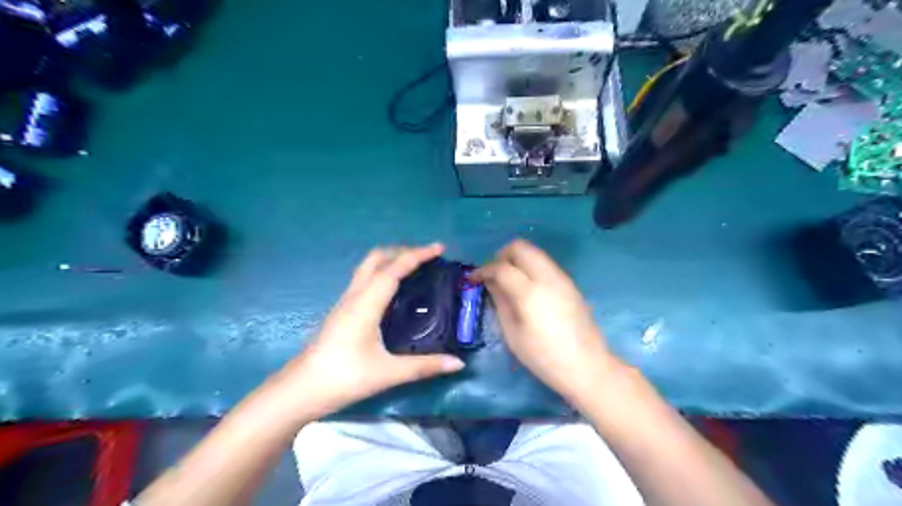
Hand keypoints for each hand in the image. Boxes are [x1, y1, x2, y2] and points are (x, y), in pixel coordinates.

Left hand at [281, 245, 464, 419]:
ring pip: (367, 267)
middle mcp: (354, 296)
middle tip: (427, 258)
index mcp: (366, 304)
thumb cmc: (344, 378)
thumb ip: (425, 366)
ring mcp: (345, 302)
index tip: (438, 248)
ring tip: (414, 269)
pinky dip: (382, 273)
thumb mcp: (388, 373)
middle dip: (402, 251)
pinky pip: (364, 280)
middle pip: (376, 258)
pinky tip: (393, 291)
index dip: (417, 255)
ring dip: (391, 260)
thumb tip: (458, 363)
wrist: (300, 390)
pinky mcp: (341, 310)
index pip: (394, 269)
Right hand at [475, 239, 617, 405]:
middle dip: (501, 255)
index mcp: (530, 293)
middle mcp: (548, 277)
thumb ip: (500, 302)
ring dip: (517, 259)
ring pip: (535, 252)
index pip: (502, 267)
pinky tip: (525, 287)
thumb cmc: (544, 357)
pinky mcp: (570, 283)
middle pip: (521, 247)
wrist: (587, 367)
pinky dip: (530, 266)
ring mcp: (562, 278)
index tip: (473, 278)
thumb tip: (490, 282)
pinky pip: (545, 263)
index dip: (484, 270)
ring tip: (507, 280)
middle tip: (492, 274)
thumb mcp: (513, 333)